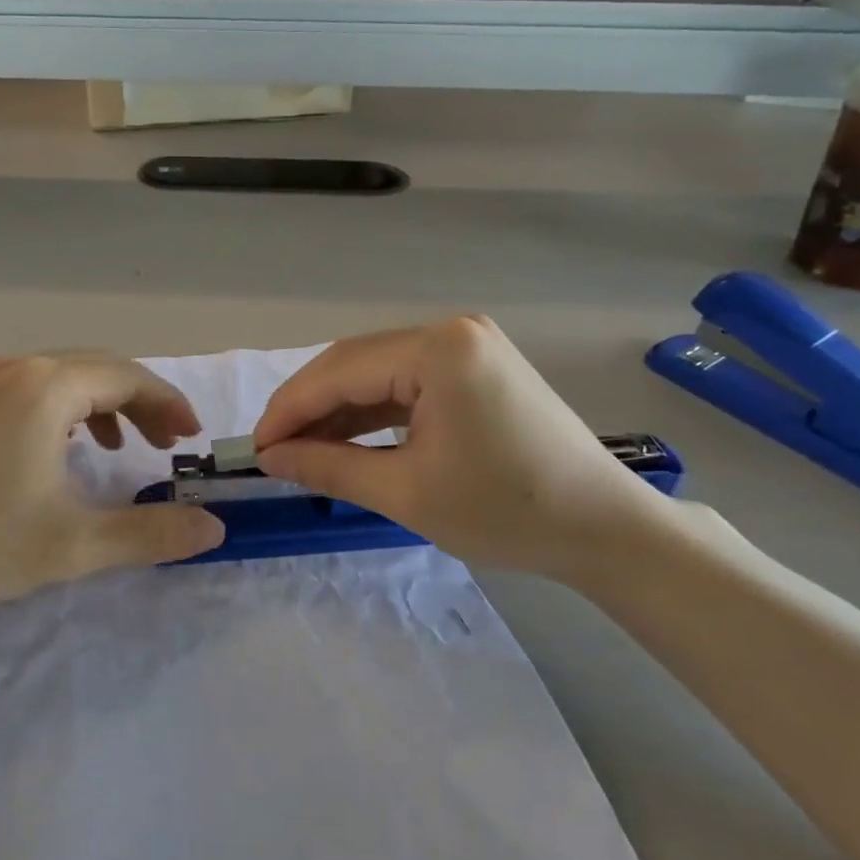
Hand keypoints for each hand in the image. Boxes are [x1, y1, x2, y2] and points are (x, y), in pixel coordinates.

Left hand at [0, 354, 225, 606]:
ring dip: (106, 405)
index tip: (191, 439)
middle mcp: (18, 368)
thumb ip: (151, 533)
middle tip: (168, 444)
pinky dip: (69, 409)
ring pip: (66, 377)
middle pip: (100, 370)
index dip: (169, 404)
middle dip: (142, 403)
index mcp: (47, 387)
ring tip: (126, 447)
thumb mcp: (75, 543)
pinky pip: (35, 388)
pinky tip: (67, 447)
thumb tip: (214, 527)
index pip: (129, 378)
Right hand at [252, 317, 670, 579]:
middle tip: (273, 451)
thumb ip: (328, 466)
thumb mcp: (405, 493)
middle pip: (355, 363)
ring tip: (302, 449)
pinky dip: (374, 411)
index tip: (253, 448)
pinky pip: (407, 382)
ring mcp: (467, 345)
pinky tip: (347, 437)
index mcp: (438, 350)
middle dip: (309, 407)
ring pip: (378, 372)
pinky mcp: (476, 366)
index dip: (289, 410)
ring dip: (338, 409)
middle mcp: (451, 331)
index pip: (339, 371)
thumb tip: (269, 457)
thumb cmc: (507, 512)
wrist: (605, 529)